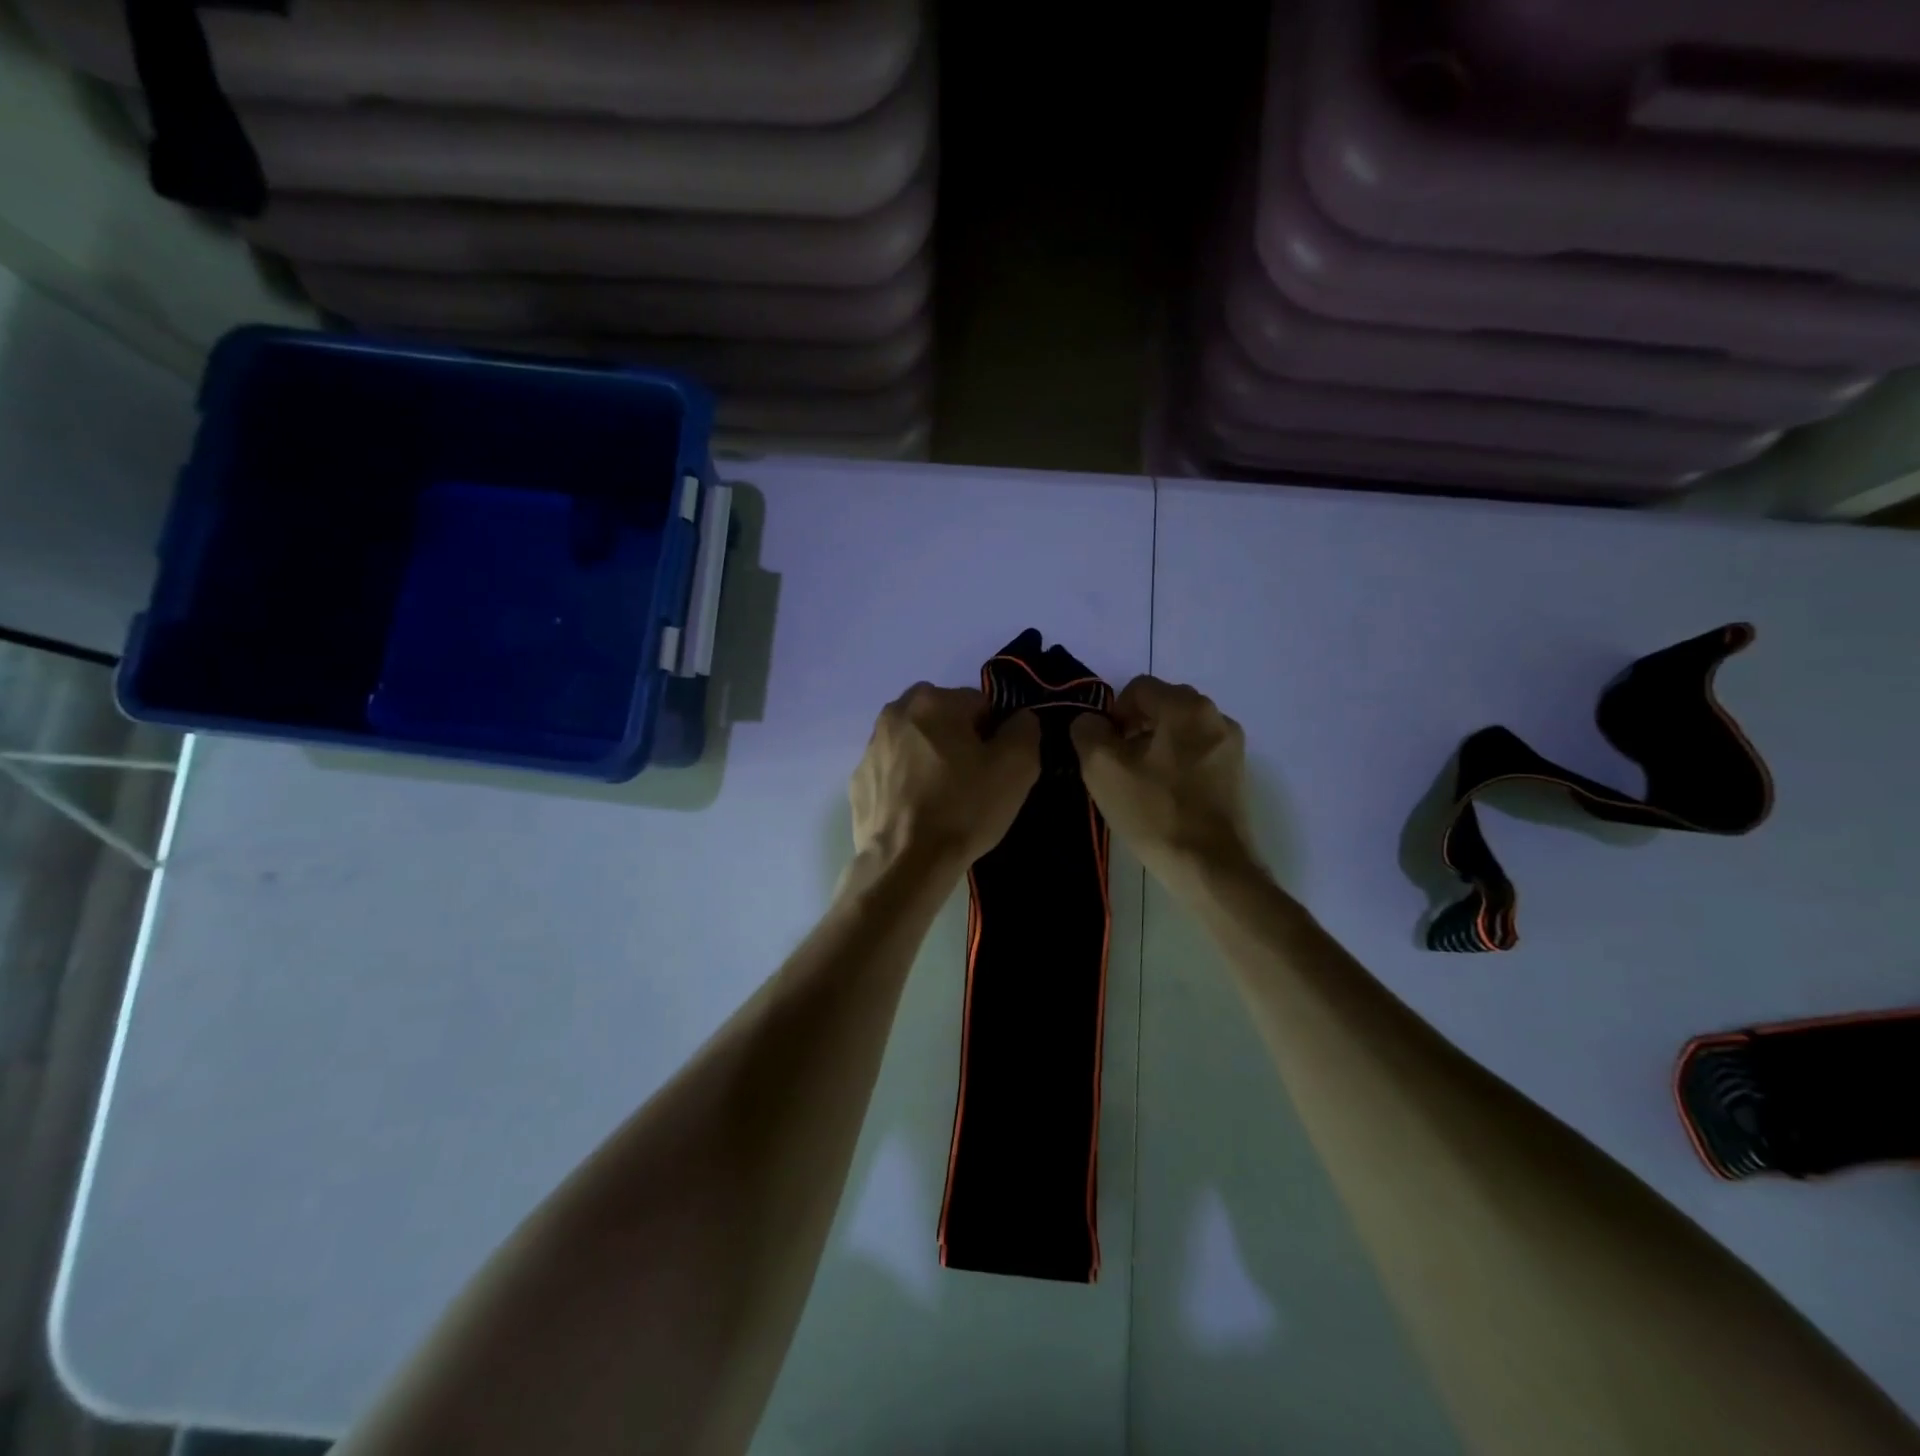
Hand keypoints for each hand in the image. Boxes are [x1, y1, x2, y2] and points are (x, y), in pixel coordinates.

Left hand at [850, 684, 1040, 874]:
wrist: (906, 862)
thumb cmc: (964, 808)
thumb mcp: (1017, 767)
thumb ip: (1024, 730)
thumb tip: (1018, 719)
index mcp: (933, 700)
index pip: (979, 704)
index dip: (994, 735)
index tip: (994, 767)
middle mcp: (895, 713)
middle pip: (942, 719)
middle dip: (958, 741)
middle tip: (971, 781)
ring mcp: (871, 747)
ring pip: (914, 743)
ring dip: (929, 759)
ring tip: (943, 800)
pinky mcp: (858, 780)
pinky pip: (893, 772)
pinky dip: (906, 783)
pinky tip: (918, 812)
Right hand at [1071, 676, 1256, 892]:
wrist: (1209, 867)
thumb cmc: (1154, 812)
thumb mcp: (1102, 768)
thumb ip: (1088, 732)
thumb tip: (1091, 722)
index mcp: (1186, 707)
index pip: (1139, 688)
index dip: (1113, 713)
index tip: (1104, 747)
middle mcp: (1216, 716)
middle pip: (1163, 705)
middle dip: (1136, 727)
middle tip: (1119, 763)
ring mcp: (1232, 746)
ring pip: (1181, 731)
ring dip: (1157, 745)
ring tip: (1141, 782)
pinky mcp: (1237, 774)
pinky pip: (1198, 753)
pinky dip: (1178, 763)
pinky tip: (1165, 795)